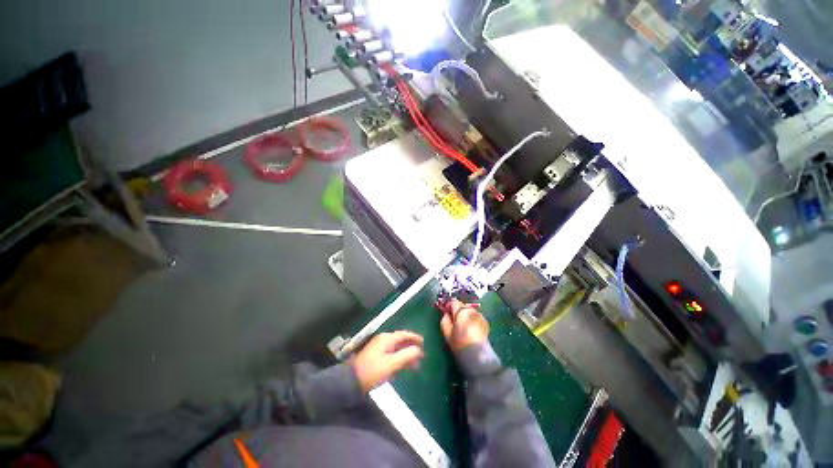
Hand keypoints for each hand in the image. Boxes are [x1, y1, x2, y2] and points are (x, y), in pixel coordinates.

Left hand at [351, 331, 424, 391]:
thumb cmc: (373, 371)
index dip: (415, 338)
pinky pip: (391, 353)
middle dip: (412, 348)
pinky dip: (399, 358)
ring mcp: (378, 347)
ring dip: (406, 354)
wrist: (351, 381)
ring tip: (415, 365)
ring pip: (396, 348)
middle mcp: (383, 339)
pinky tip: (403, 367)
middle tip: (421, 356)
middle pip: (401, 341)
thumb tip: (418, 349)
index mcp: (387, 338)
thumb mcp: (392, 364)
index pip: (405, 334)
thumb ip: (407, 355)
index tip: (424, 343)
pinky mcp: (375, 356)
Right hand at [440, 299, 489, 351]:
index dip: (448, 306)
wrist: (477, 355)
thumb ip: (445, 319)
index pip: (453, 302)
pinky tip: (471, 330)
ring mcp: (479, 315)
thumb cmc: (459, 343)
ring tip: (463, 327)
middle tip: (454, 321)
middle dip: (457, 311)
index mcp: (461, 311)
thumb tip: (447, 314)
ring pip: (469, 311)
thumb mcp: (447, 332)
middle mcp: (471, 310)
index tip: (446, 313)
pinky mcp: (485, 322)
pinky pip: (475, 317)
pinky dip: (471, 320)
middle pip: (461, 306)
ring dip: (465, 315)